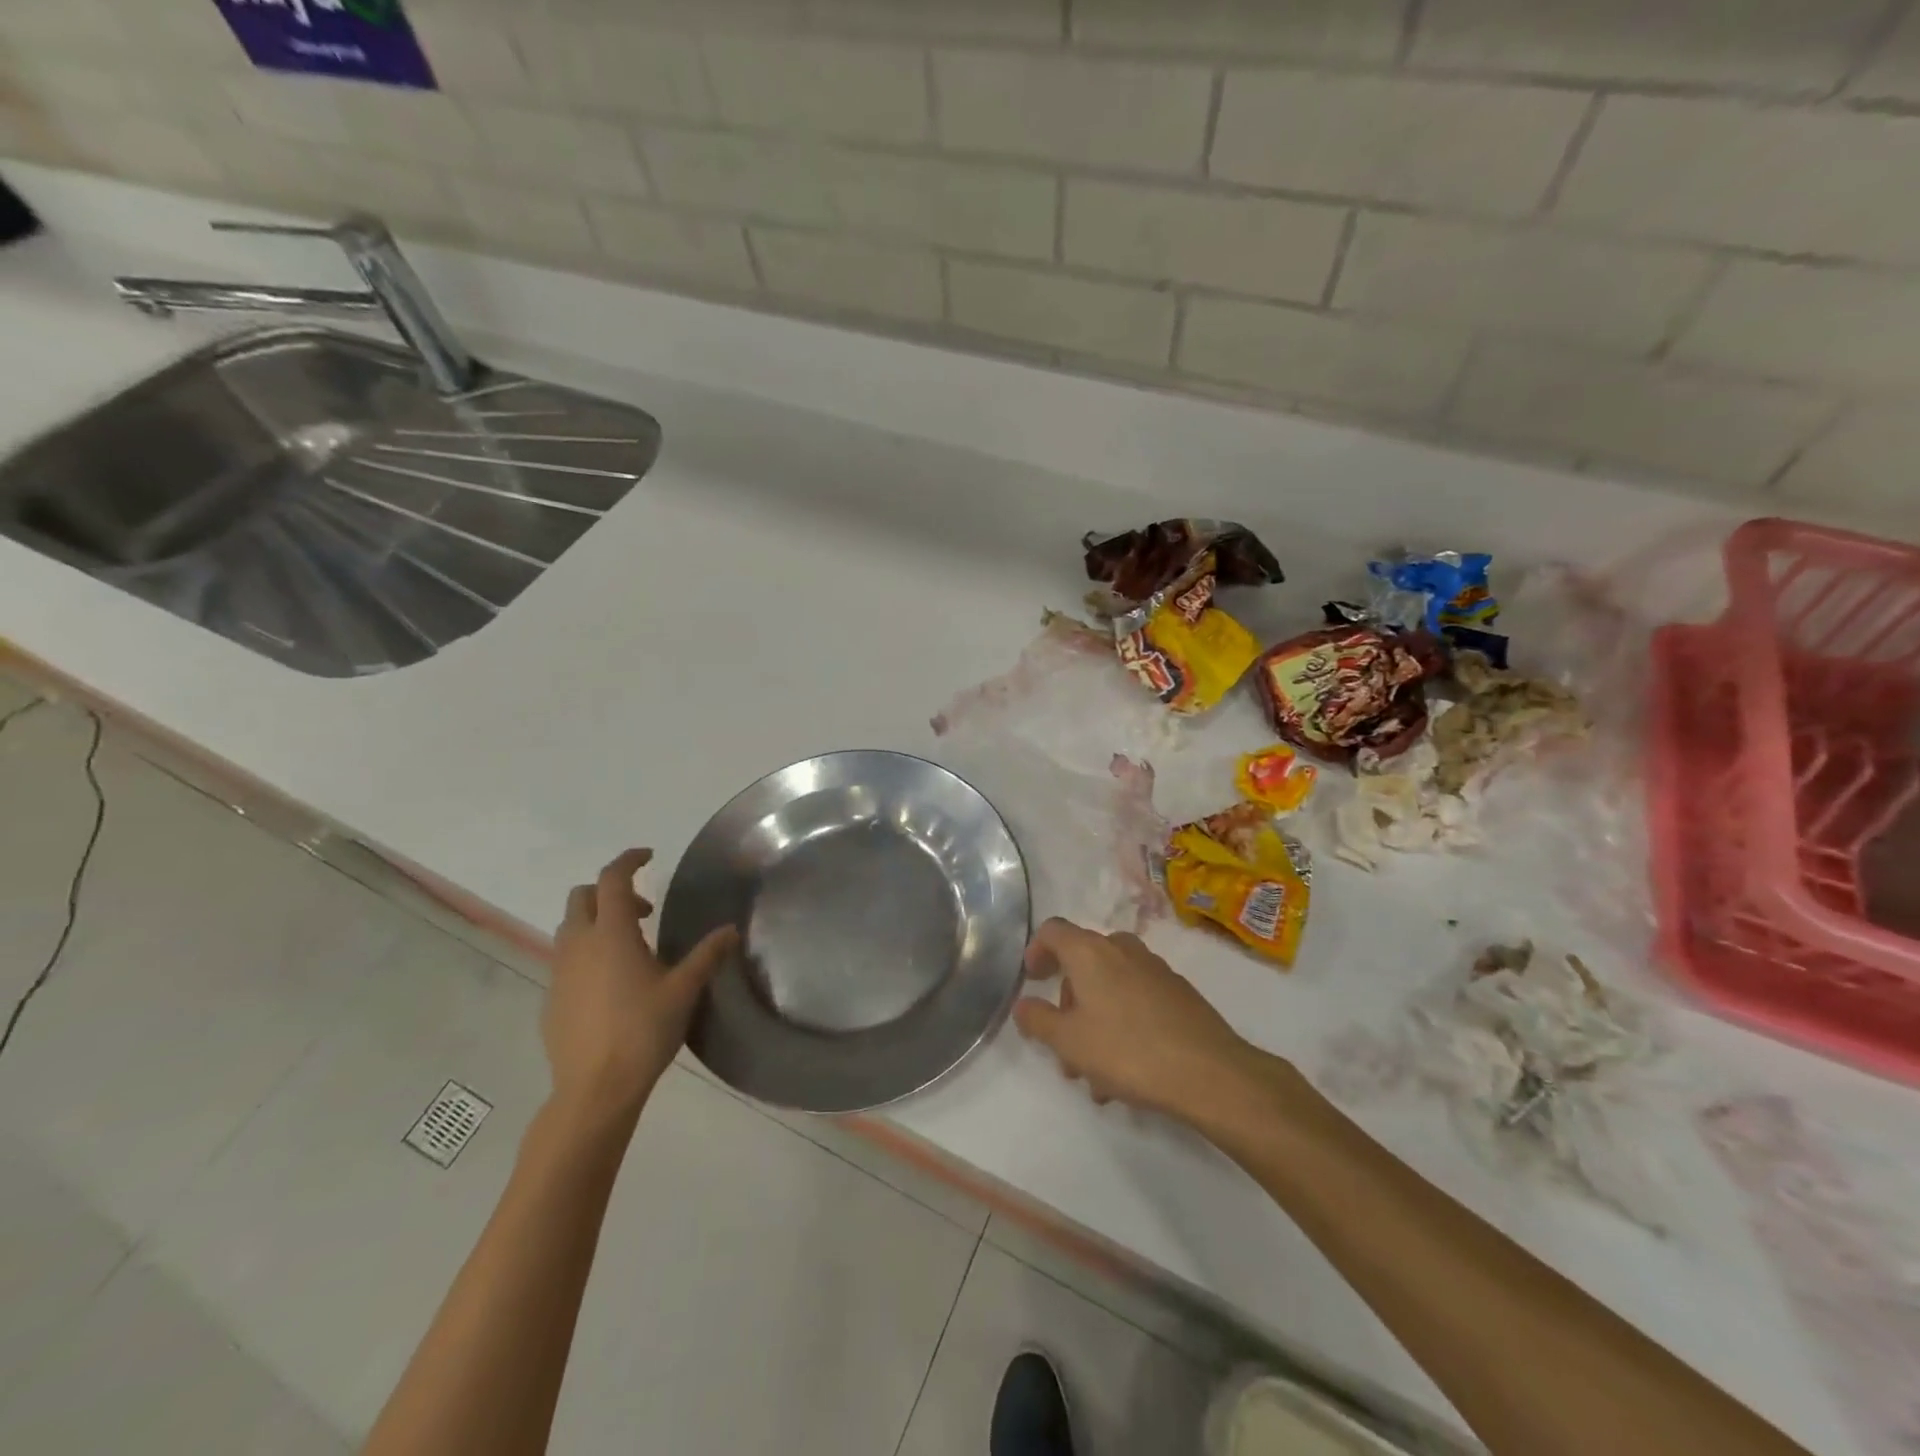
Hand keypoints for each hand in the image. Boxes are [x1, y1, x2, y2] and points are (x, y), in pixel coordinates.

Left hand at [547, 848, 737, 1125]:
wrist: (594, 1088)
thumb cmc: (643, 1031)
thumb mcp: (684, 989)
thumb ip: (707, 954)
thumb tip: (732, 929)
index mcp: (610, 934)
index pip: (612, 879)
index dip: (629, 860)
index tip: (649, 855)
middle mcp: (578, 945)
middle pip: (583, 897)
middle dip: (611, 892)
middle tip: (644, 911)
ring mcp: (559, 972)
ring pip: (570, 927)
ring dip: (596, 921)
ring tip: (630, 947)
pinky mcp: (551, 998)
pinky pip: (566, 959)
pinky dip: (586, 952)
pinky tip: (612, 983)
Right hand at [1014, 918, 1267, 1121]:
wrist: (1209, 1072)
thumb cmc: (1126, 1050)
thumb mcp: (1068, 1042)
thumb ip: (1038, 1020)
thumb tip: (1023, 1004)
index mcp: (1090, 951)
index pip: (1053, 930)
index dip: (1036, 950)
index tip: (1032, 980)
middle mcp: (1122, 949)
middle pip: (1083, 963)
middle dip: (1068, 1004)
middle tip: (1064, 1047)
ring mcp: (1155, 969)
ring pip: (1111, 987)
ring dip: (1095, 1021)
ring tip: (1095, 1075)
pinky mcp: (1179, 992)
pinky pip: (1137, 1000)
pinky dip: (1123, 1024)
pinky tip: (1128, 1071)